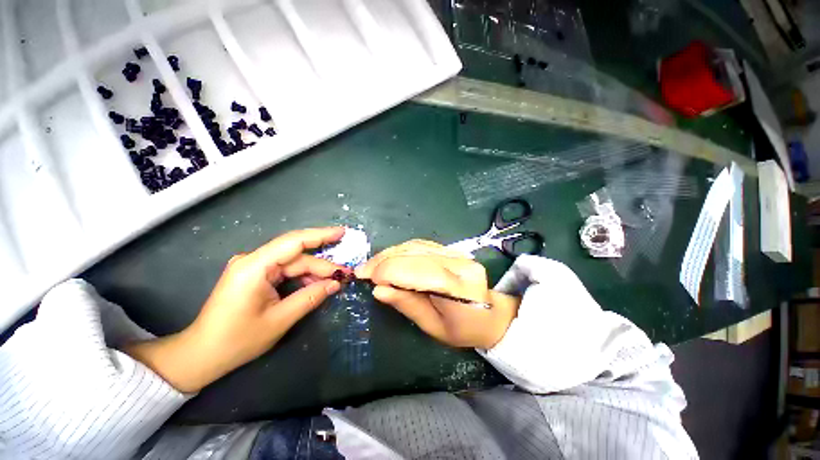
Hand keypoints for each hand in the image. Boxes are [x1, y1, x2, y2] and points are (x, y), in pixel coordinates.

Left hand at [125, 227, 348, 392]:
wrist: (202, 354)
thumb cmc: (237, 340)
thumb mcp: (279, 320)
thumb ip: (310, 297)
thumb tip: (336, 284)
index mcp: (254, 267)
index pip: (294, 243)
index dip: (321, 235)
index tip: (343, 233)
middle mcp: (253, 260)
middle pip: (296, 255)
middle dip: (323, 264)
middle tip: (345, 272)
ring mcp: (253, 267)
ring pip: (292, 263)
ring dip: (314, 271)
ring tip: (335, 280)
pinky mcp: (255, 275)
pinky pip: (285, 270)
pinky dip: (302, 276)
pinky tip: (315, 283)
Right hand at [355, 240, 519, 348]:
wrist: (490, 313)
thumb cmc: (463, 328)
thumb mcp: (434, 327)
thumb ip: (407, 305)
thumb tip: (378, 290)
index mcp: (461, 288)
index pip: (420, 271)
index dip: (390, 271)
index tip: (367, 278)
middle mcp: (460, 263)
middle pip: (415, 254)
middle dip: (384, 261)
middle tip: (362, 271)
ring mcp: (456, 252)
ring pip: (415, 245)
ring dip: (389, 253)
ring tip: (372, 265)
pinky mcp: (450, 249)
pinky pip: (420, 244)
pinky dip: (400, 250)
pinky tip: (389, 258)